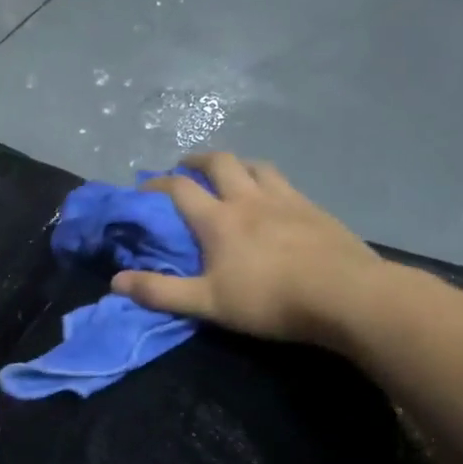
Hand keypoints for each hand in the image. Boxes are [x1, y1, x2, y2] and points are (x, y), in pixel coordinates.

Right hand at [111, 152, 385, 349]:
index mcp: (219, 219)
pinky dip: (268, 181)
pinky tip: (273, 197)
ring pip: (257, 166)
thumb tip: (116, 282)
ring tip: (230, 174)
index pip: (180, 189)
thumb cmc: (269, 300)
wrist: (346, 296)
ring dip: (237, 164)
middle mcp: (249, 199)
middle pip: (221, 163)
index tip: (144, 187)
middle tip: (186, 166)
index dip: (157, 184)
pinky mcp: (315, 209)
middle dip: (198, 160)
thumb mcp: (207, 303)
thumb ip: (160, 292)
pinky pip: (285, 183)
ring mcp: (286, 199)